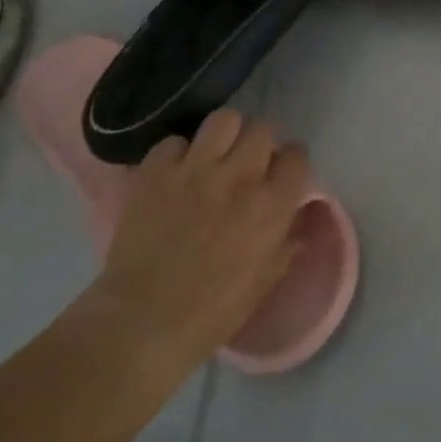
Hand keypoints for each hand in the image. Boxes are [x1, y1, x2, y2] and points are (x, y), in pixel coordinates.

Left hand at [89, 110, 308, 375]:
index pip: (297, 156)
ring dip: (225, 135)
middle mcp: (239, 177)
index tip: (283, 175)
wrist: (143, 321)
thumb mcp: (266, 281)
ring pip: (223, 120)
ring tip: (216, 155)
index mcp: (272, 205)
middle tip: (250, 162)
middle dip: (261, 143)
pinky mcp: (154, 173)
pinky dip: (178, 154)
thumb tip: (295, 220)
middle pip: (263, 129)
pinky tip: (176, 173)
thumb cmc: (214, 311)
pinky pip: (173, 142)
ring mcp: (194, 170)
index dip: (292, 163)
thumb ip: (286, 243)